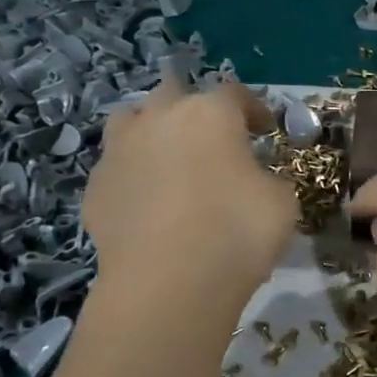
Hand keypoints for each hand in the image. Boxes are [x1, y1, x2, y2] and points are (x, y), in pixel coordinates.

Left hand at [83, 81, 297, 317]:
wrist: (167, 284)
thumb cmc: (236, 233)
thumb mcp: (281, 203)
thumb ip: (268, 179)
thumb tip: (255, 180)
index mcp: (209, 114)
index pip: (234, 93)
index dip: (254, 108)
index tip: (265, 130)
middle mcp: (159, 119)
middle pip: (174, 92)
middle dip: (194, 109)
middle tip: (213, 138)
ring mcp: (119, 151)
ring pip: (131, 120)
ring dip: (152, 130)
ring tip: (169, 158)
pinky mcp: (95, 188)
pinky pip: (117, 168)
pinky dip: (134, 175)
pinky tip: (148, 202)